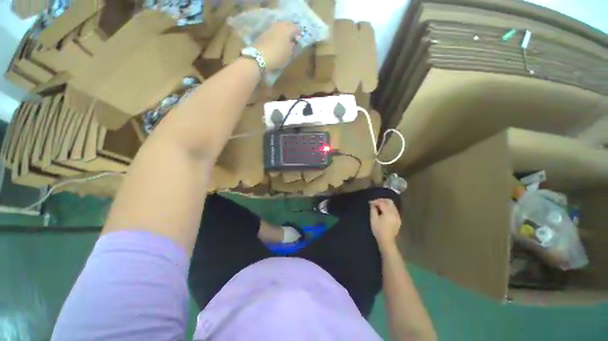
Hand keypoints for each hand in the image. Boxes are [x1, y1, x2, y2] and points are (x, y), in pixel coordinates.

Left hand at [253, 22, 299, 70]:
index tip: (299, 39)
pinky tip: (277, 41)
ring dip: (283, 32)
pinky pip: (273, 31)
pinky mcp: (264, 32)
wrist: (260, 57)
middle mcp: (279, 26)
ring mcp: (271, 28)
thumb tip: (293, 42)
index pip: (295, 28)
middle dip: (290, 30)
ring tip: (285, 40)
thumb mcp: (288, 54)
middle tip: (292, 38)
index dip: (298, 33)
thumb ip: (292, 47)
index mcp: (287, 30)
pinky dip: (277, 34)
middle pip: (287, 24)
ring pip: (279, 27)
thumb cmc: (278, 55)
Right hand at [370, 199, 401, 249]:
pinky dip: (388, 208)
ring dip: (385, 204)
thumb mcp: (373, 219)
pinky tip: (383, 212)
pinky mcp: (398, 219)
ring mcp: (398, 216)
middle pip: (389, 202)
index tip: (370, 203)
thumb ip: (373, 209)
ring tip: (378, 207)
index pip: (382, 202)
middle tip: (375, 203)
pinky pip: (394, 210)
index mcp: (389, 213)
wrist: (387, 241)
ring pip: (392, 205)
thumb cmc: (378, 230)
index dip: (375, 201)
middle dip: (381, 200)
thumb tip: (373, 204)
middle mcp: (395, 213)